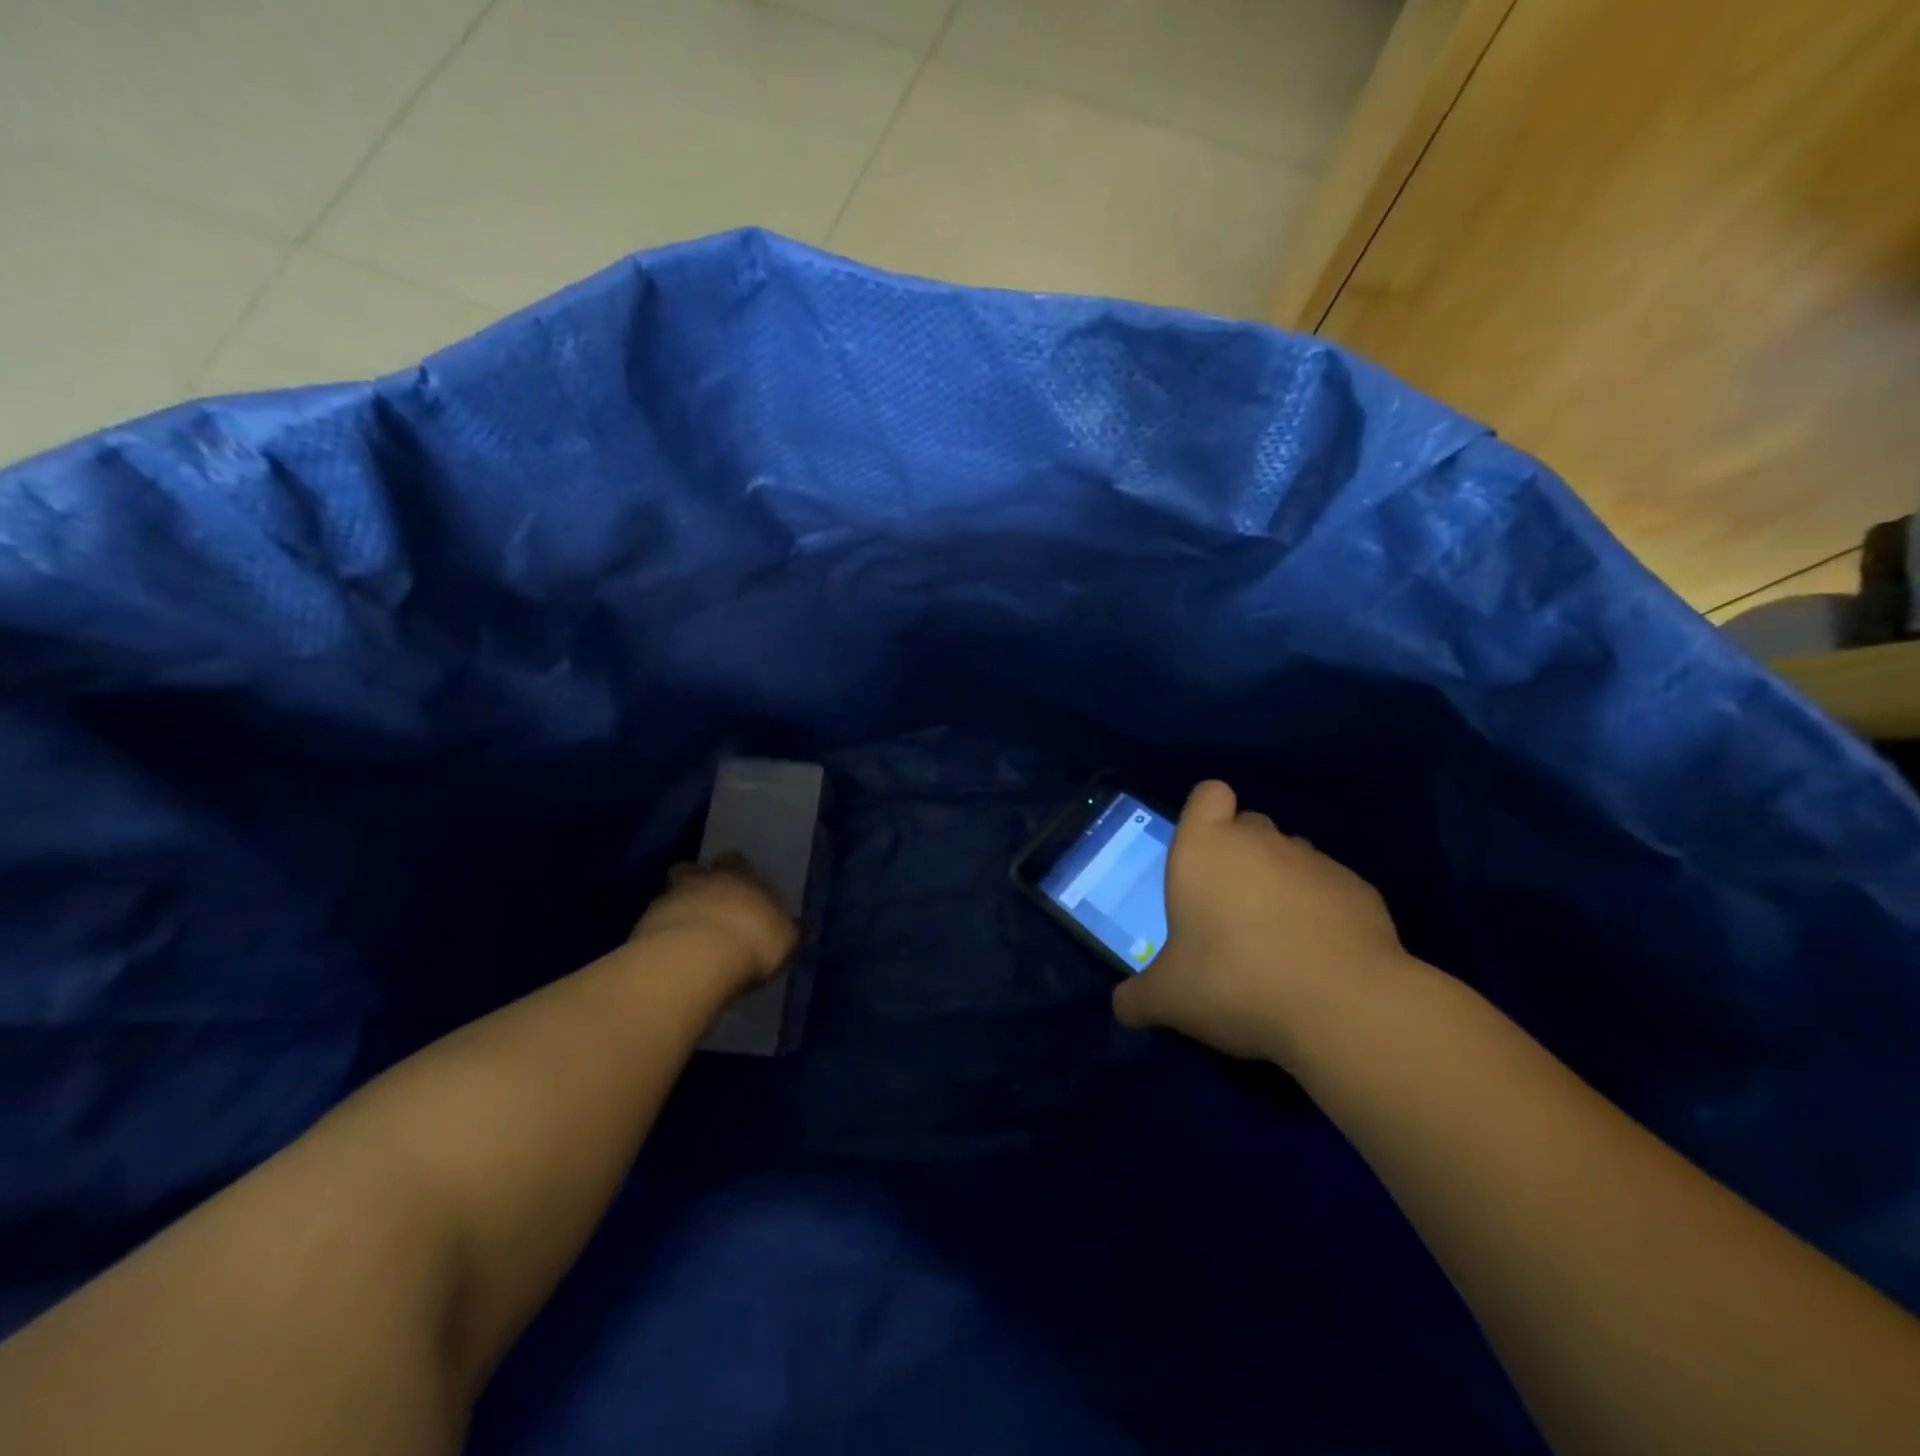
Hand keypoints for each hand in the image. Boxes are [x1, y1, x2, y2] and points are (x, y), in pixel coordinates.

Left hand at [629, 854, 797, 992]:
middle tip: (707, 906)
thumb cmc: (752, 941)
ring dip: (676, 910)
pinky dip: (660, 937)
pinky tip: (671, 957)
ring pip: (668, 896)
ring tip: (686, 937)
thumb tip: (790, 926)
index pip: (735, 860)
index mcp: (738, 875)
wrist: (695, 960)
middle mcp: (700, 879)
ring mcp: (667, 900)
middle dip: (696, 883)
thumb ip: (784, 928)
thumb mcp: (785, 937)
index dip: (737, 873)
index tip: (740, 890)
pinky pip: (652, 926)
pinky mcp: (642, 928)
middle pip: (691, 870)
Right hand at [1113, 780, 1415, 1062]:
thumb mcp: (1169, 999)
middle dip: (1240, 857)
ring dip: (1281, 886)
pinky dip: (1322, 913)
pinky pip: (1330, 890)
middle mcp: (1260, 841)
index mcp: (1205, 848)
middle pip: (1248, 826)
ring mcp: (1315, 861)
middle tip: (1229, 913)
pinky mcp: (1360, 890)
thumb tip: (1123, 1008)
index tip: (1202, 856)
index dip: (1206, 816)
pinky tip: (1319, 959)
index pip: (1208, 795)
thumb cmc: (1233, 981)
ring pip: (1290, 858)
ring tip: (1278, 941)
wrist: (1342, 1006)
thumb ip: (1139, 997)